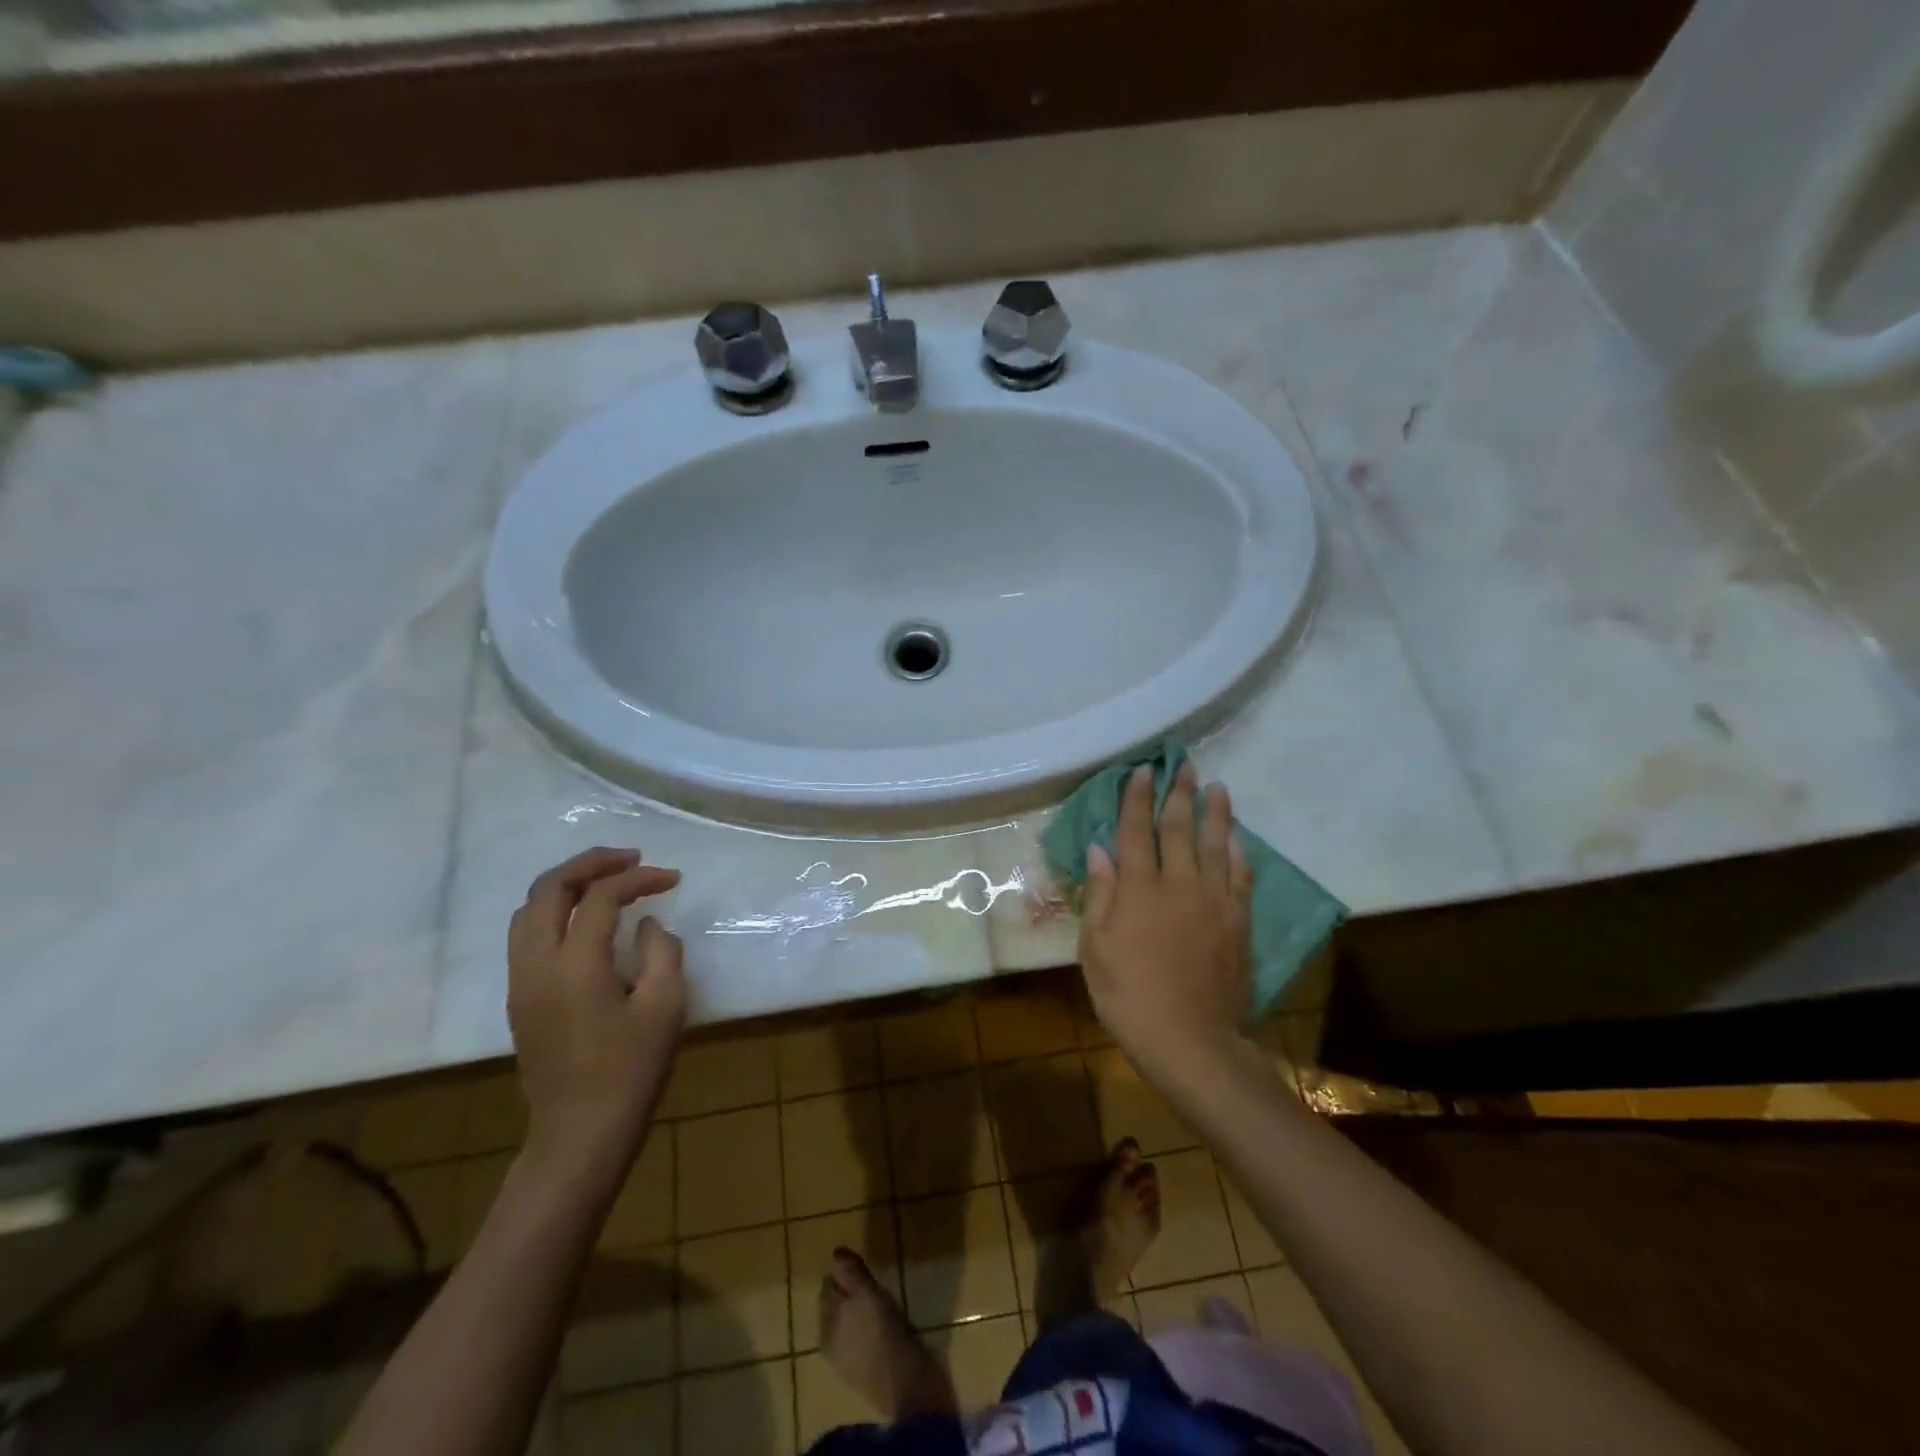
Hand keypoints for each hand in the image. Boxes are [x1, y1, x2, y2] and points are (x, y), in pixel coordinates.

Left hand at [507, 846, 685, 1184]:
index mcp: (574, 966)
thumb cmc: (630, 1071)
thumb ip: (661, 952)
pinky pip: (526, 934)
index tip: (672, 878)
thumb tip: (646, 925)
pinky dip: (555, 910)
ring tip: (607, 880)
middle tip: (631, 858)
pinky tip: (586, 920)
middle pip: (548, 889)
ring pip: (527, 909)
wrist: (579, 1134)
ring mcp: (521, 982)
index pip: (600, 897)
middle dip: (590, 863)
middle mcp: (536, 965)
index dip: (638, 878)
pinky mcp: (519, 998)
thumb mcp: (665, 1007)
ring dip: (568, 884)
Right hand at [1078, 763, 1253, 1079]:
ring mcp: (1213, 901)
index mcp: (1138, 889)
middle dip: (1179, 794)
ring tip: (1216, 787)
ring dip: (1215, 813)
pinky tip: (1236, 838)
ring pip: (1214, 845)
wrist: (1189, 1040)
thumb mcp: (1095, 948)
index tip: (1143, 771)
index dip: (1136, 799)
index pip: (1135, 831)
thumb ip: (1100, 895)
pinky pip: (1240, 878)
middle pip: (1179, 829)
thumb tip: (1099, 849)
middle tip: (1184, 766)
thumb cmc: (1128, 995)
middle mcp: (1178, 884)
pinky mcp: (1238, 922)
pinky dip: (1237, 853)